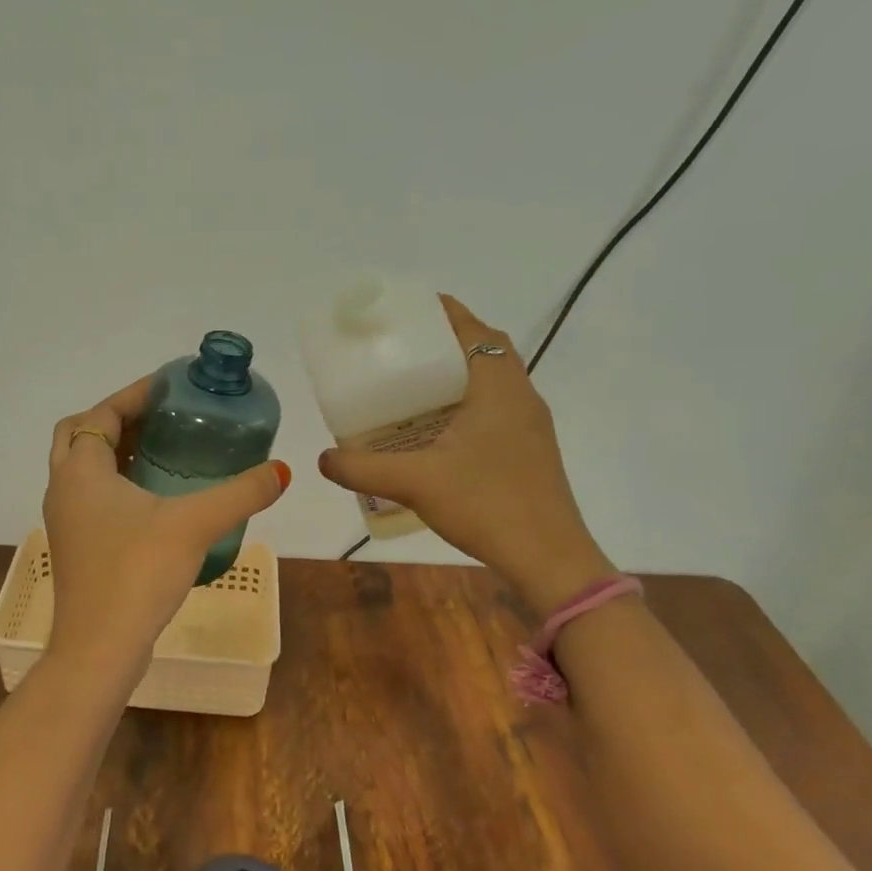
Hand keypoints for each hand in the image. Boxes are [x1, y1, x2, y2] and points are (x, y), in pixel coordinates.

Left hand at [43, 378, 289, 683]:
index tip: (171, 387)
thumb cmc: (136, 573)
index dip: (134, 395)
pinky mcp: (76, 547)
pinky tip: (157, 499)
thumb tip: (282, 471)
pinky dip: (117, 484)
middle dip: (119, 420)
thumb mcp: (194, 525)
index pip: (100, 414)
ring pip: (84, 469)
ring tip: (165, 450)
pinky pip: (92, 498)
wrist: (99, 650)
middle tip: (163, 418)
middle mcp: (63, 489)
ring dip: (117, 453)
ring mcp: (65, 521)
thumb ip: (240, 494)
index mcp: (80, 471)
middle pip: (82, 435)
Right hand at [317, 295, 613, 617]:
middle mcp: (520, 396)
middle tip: (399, 350)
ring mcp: (529, 425)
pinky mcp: (529, 450)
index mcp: (499, 387)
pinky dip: (465, 403)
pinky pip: (494, 408)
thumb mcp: (415, 482)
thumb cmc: (487, 505)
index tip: (406, 311)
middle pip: (483, 350)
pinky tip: (434, 431)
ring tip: (410, 386)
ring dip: (455, 375)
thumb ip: (363, 467)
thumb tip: (322, 459)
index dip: (442, 312)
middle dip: (443, 342)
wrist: (549, 559)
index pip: (474, 330)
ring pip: (490, 381)